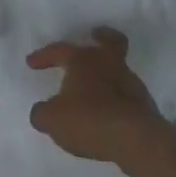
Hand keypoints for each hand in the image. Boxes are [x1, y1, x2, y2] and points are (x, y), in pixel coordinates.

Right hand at [27, 27, 171, 168]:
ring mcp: (131, 82)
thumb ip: (42, 112)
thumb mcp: (52, 120)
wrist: (136, 140)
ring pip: (117, 69)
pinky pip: (124, 93)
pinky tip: (106, 110)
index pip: (60, 50)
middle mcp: (109, 64)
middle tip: (94, 35)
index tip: (31, 63)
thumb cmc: (88, 120)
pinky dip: (114, 97)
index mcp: (83, 61)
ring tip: (93, 88)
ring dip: (106, 73)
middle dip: (101, 37)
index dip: (43, 55)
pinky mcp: (144, 104)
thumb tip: (42, 111)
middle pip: (110, 41)